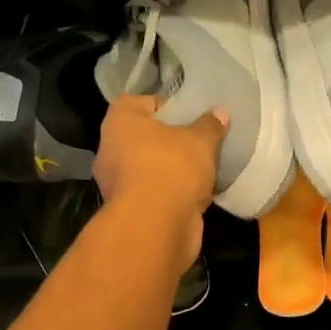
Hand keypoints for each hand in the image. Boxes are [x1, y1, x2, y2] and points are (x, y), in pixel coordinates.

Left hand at [94, 94, 228, 270]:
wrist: (156, 227)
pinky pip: (154, 192)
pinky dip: (172, 193)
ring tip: (203, 167)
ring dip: (172, 169)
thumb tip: (219, 113)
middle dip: (169, 140)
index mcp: (120, 123)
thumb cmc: (171, 168)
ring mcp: (118, 183)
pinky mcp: (130, 210)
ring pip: (149, 167)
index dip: (162, 105)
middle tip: (198, 140)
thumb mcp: (200, 141)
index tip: (187, 114)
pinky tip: (197, 193)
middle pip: (143, 137)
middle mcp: (111, 150)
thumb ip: (209, 125)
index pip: (136, 102)